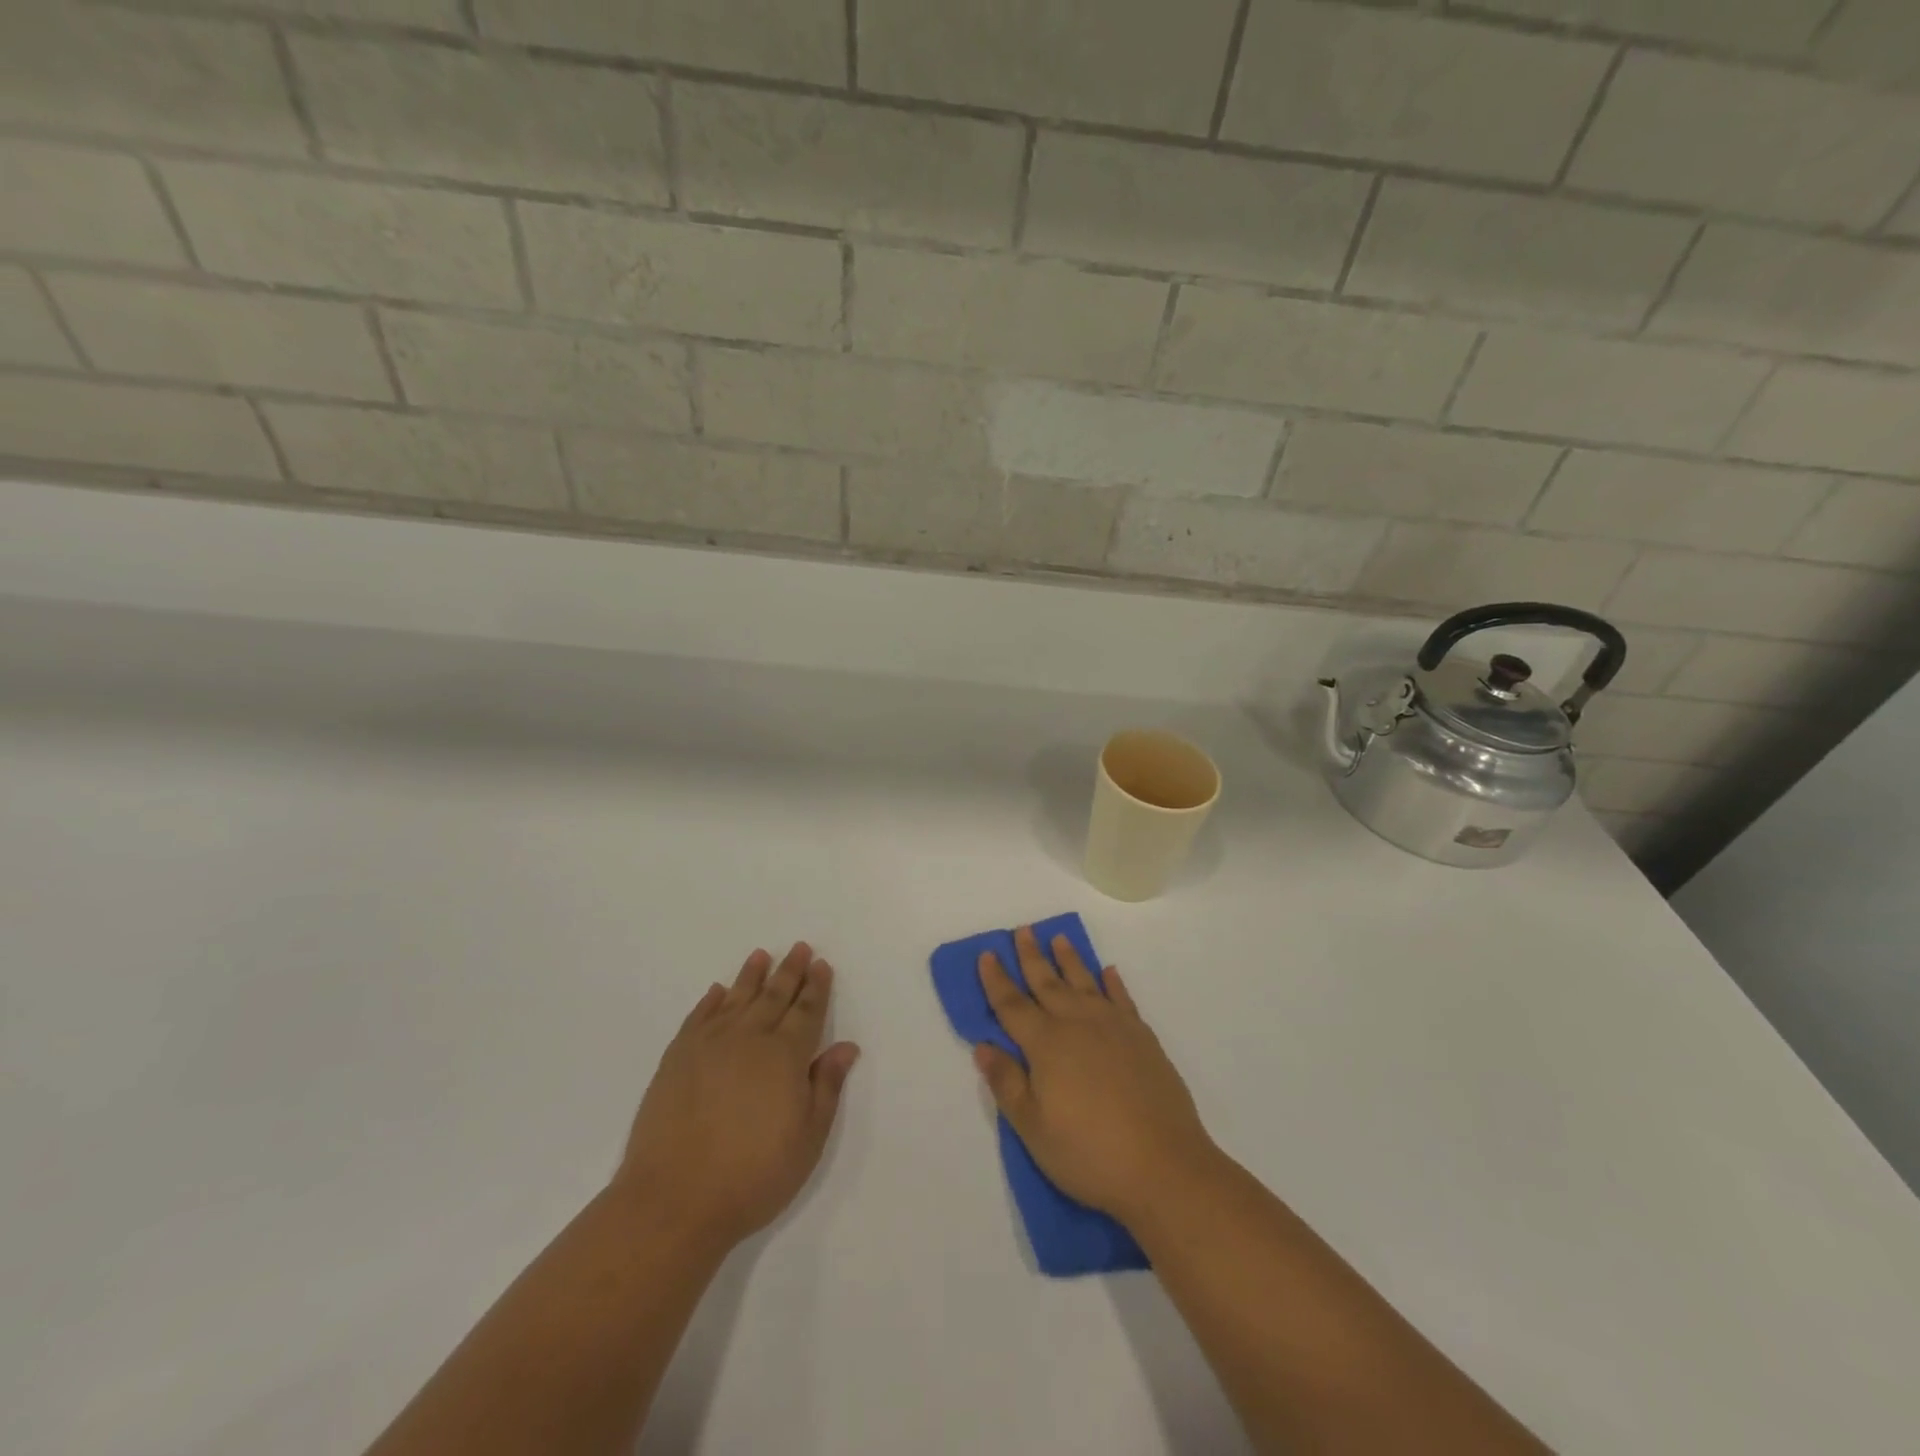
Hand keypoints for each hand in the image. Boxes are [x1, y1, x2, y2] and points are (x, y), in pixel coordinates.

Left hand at [616, 943, 858, 1249]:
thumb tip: (845, 1046)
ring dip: (752, 976)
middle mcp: (749, 1038)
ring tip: (761, 955)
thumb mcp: (807, 1139)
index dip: (816, 988)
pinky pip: (699, 1017)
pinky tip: (717, 992)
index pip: (806, 1011)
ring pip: (736, 998)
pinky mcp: (677, 1058)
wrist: (673, 1200)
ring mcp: (709, 1045)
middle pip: (774, 996)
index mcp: (785, 1056)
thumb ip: (826, 1087)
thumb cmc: (752, 1176)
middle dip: (790, 971)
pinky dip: (711, 1001)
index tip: (822, 965)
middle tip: (800, 948)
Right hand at [974, 926, 1219, 1227]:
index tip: (987, 954)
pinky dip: (1113, 983)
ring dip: (1070, 959)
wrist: (1164, 1166)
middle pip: (1047, 983)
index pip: (1012, 1005)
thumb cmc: (1089, 1153)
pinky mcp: (1143, 1038)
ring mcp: (1114, 1027)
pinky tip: (1109, 972)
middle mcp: (1078, 1024)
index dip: (996, 980)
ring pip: (1085, 982)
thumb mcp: (1033, 1128)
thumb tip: (983, 1046)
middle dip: (1031, 956)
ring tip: (1059, 938)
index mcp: (1046, 1044)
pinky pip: (1122, 999)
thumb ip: (1006, 1083)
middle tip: (1023, 930)